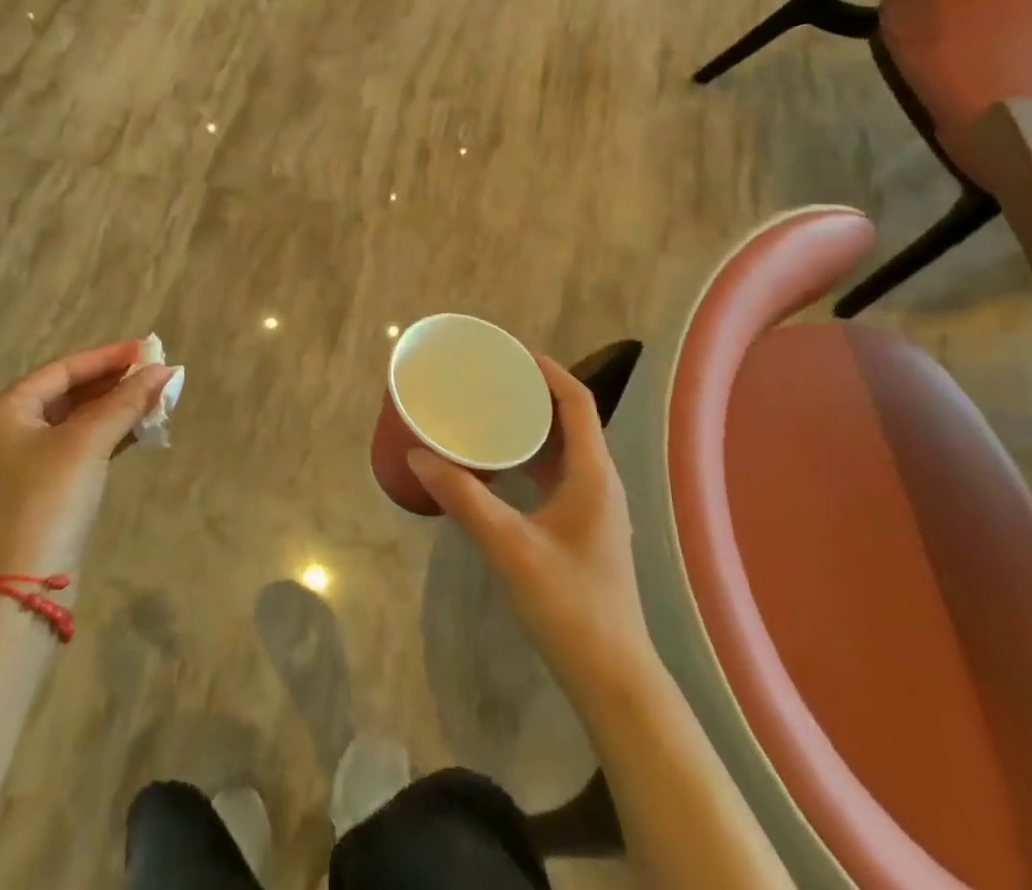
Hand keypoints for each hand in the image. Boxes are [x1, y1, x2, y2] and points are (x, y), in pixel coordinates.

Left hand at [0, 340, 173, 580]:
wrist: (20, 591)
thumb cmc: (46, 502)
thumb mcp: (87, 444)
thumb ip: (125, 402)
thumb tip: (162, 370)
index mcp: (2, 412)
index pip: (62, 370)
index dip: (107, 357)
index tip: (146, 350)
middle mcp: (5, 432)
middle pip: (68, 393)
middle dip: (114, 384)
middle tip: (155, 374)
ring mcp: (21, 463)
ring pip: (76, 421)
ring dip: (115, 410)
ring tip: (156, 399)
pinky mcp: (40, 489)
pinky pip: (78, 447)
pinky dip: (108, 436)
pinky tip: (141, 430)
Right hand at [408, 354, 653, 706]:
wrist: (613, 678)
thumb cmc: (568, 604)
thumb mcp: (508, 546)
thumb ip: (463, 498)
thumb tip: (418, 456)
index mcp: (593, 473)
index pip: (576, 400)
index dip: (547, 369)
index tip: (509, 353)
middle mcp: (599, 481)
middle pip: (570, 419)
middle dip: (532, 393)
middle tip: (489, 379)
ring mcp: (594, 507)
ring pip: (563, 448)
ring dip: (531, 425)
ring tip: (489, 411)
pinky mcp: (584, 528)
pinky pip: (557, 474)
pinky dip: (531, 457)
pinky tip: (500, 465)